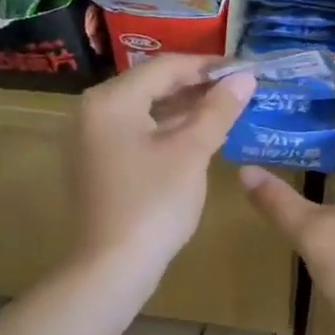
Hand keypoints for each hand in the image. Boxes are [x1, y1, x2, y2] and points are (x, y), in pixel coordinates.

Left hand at [71, 56, 256, 279]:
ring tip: (225, 111)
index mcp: (111, 100)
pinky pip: (134, 132)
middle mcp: (92, 110)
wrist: (111, 268)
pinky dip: (165, 130)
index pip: (165, 66)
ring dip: (183, 109)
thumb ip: (218, 109)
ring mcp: (89, 138)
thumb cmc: (153, 203)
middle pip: (151, 85)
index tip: (244, 70)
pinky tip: (197, 136)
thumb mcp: (191, 151)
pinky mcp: (95, 162)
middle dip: (196, 87)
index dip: (208, 66)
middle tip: (238, 90)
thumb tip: (245, 77)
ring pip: (143, 110)